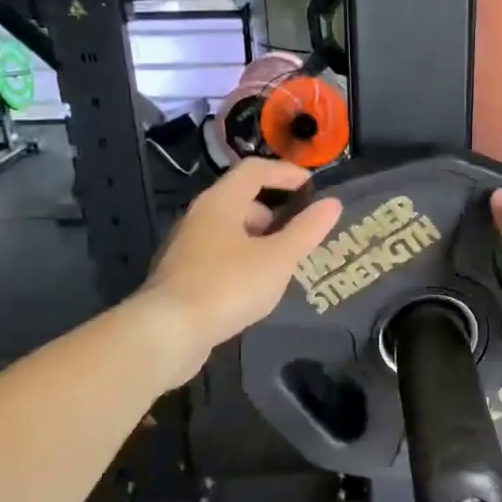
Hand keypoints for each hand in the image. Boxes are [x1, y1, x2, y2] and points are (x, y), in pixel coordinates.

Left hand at [134, 158, 343, 388]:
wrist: (168, 332)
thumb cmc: (228, 286)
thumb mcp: (277, 259)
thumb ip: (306, 230)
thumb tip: (333, 203)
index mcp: (220, 202)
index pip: (255, 170)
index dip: (286, 172)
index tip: (313, 187)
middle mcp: (200, 217)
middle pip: (241, 200)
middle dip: (275, 211)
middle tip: (302, 232)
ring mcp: (187, 247)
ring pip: (231, 231)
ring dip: (260, 239)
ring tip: (285, 263)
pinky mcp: (183, 276)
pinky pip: (220, 256)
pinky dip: (244, 260)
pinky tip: (257, 287)